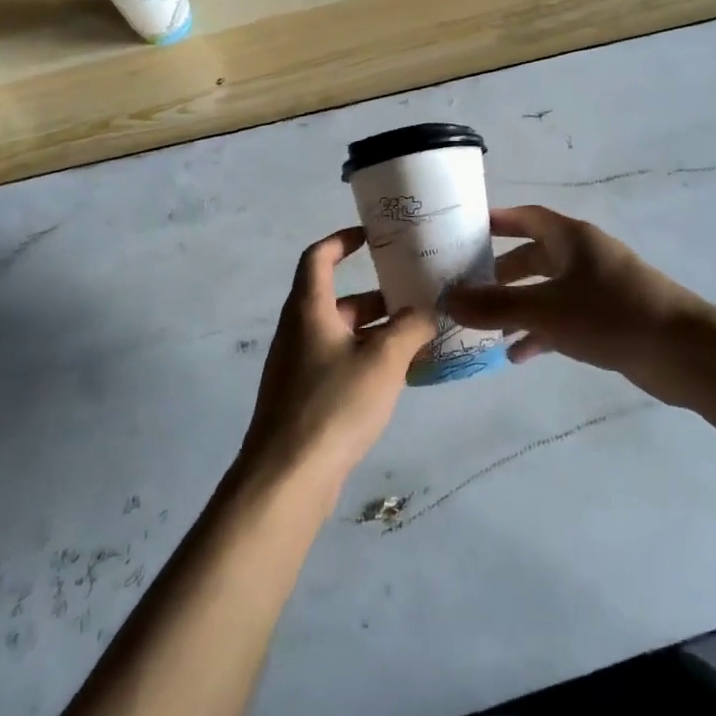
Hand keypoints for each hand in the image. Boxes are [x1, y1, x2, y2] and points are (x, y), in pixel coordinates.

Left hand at [238, 227, 434, 496]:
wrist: (287, 478)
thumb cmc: (333, 405)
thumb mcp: (383, 360)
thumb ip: (410, 328)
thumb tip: (429, 310)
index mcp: (308, 310)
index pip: (318, 257)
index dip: (342, 240)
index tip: (373, 237)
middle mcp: (299, 331)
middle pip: (336, 299)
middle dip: (376, 296)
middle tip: (416, 296)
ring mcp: (298, 367)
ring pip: (341, 335)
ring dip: (376, 331)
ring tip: (418, 337)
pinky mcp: (304, 399)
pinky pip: (339, 364)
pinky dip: (366, 360)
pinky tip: (398, 377)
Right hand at [446, 205, 715, 406]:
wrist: (682, 352)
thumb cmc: (609, 315)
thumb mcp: (544, 309)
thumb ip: (494, 306)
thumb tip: (446, 300)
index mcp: (572, 238)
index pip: (528, 217)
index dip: (499, 220)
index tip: (467, 228)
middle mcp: (584, 256)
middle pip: (535, 256)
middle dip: (501, 272)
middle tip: (468, 286)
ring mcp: (599, 288)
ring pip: (547, 291)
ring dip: (518, 307)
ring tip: (485, 328)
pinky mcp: (609, 319)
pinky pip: (564, 318)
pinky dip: (540, 332)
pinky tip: (518, 355)